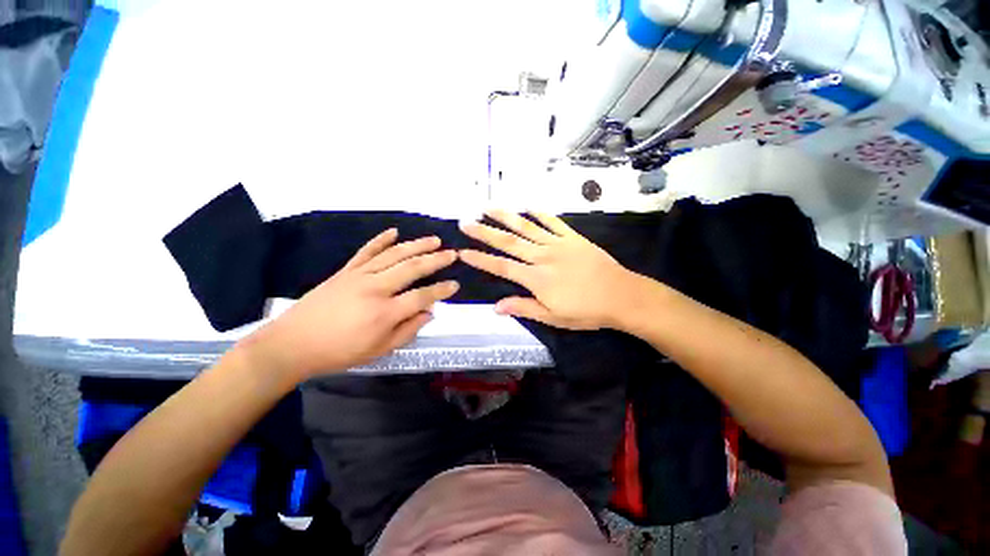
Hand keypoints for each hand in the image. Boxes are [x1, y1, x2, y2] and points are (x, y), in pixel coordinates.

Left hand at [244, 229, 458, 379]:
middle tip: (452, 253)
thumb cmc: (339, 352)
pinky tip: (394, 232)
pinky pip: (366, 251)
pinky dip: (381, 240)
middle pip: (412, 268)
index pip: (422, 296)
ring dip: (416, 245)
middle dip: (435, 260)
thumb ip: (408, 330)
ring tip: (434, 240)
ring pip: (394, 255)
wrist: (292, 344)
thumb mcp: (379, 350)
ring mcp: (359, 276)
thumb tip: (429, 312)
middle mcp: (375, 288)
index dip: (441, 290)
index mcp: (384, 312)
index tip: (456, 284)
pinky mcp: (345, 271)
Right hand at [459, 210, 639, 329]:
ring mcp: (558, 244)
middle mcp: (542, 257)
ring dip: (506, 216)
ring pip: (527, 227)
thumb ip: (524, 308)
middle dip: (485, 232)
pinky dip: (540, 213)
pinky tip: (528, 205)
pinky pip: (554, 222)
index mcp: (536, 278)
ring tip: (488, 207)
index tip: (463, 252)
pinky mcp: (573, 238)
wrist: (621, 295)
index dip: (481, 259)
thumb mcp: (553, 317)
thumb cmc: (586, 311)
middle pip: (509, 242)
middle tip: (466, 222)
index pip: (502, 267)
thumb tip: (496, 307)